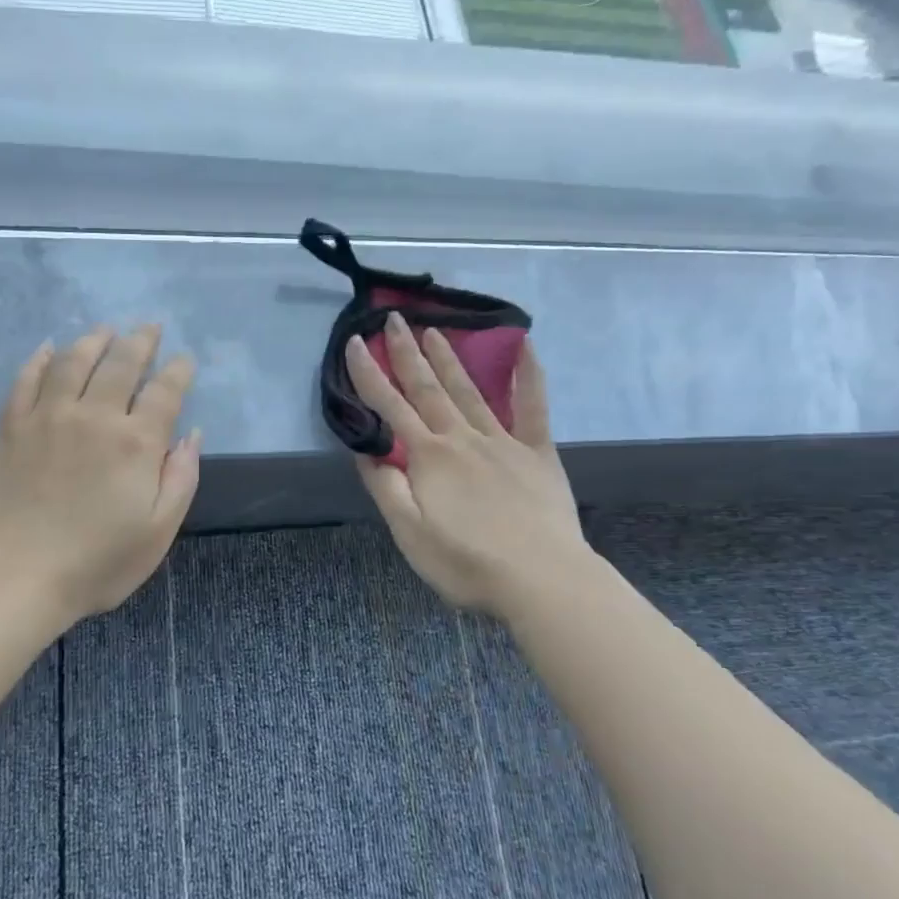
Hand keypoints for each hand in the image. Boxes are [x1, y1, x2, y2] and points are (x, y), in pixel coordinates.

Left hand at [0, 325, 200, 626]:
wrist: (15, 576)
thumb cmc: (97, 562)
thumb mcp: (158, 531)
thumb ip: (181, 478)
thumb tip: (192, 434)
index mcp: (136, 443)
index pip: (165, 392)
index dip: (178, 371)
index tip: (184, 360)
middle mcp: (95, 416)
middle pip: (121, 363)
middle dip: (141, 341)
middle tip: (150, 328)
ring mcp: (49, 416)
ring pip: (74, 360)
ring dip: (94, 340)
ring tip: (105, 330)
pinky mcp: (13, 426)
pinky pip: (27, 379)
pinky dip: (40, 359)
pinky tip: (49, 349)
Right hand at [348, 313, 588, 615]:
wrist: (542, 580)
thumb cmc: (467, 564)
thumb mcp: (410, 534)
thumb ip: (386, 488)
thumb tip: (365, 451)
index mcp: (428, 457)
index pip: (390, 407)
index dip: (370, 374)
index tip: (356, 342)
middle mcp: (462, 438)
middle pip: (428, 388)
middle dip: (408, 352)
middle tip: (396, 318)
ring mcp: (503, 441)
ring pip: (469, 390)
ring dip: (449, 358)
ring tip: (435, 330)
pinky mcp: (537, 452)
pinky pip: (533, 406)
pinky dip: (528, 375)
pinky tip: (526, 346)